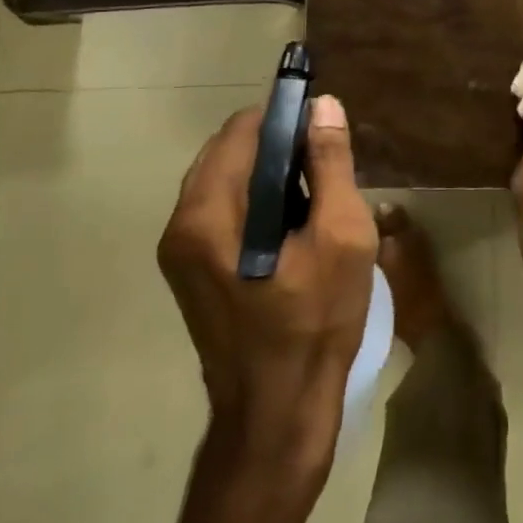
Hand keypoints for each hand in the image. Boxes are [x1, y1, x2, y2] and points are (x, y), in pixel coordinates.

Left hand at [158, 95, 377, 522]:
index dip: (286, 117)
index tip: (325, 130)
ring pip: (228, 180)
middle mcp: (182, 224)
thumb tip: (323, 106)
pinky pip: (224, 211)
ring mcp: (181, 251)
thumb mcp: (341, 237)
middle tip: (327, 169)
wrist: (277, 416)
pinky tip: (294, 227)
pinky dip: (258, 201)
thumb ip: (331, 164)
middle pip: (230, 151)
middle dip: (280, 147)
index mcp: (208, 212)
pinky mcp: (191, 272)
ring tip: (316, 197)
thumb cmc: (315, 323)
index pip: (243, 129)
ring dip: (270, 174)